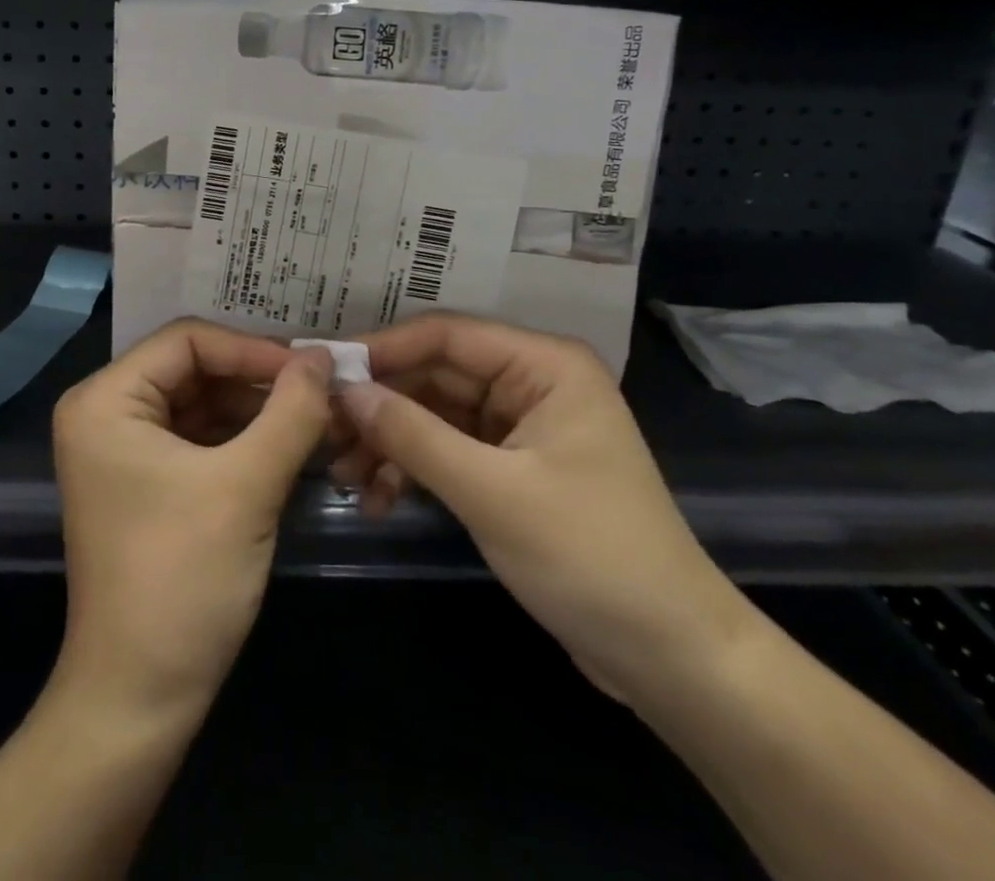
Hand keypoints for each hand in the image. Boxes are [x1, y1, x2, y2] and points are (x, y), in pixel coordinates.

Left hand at [52, 320, 332, 717]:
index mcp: (105, 400)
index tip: (312, 369)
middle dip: (258, 379)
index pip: (187, 340)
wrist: (139, 698)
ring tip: (317, 415)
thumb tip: (323, 356)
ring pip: (202, 402)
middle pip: (194, 368)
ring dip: (257, 408)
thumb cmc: (182, 580)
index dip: (252, 349)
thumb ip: (290, 411)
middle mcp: (106, 412)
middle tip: (322, 390)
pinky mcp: (146, 481)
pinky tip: (290, 443)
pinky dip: (244, 437)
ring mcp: (124, 448)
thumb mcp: (246, 486)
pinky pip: (200, 437)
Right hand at [335, 314, 759, 702]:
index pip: (447, 336)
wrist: (670, 658)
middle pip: (436, 375)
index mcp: (544, 365)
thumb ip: (413, 435)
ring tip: (344, 475)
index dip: (383, 349)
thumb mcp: (490, 492)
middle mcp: (531, 382)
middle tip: (324, 432)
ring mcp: (521, 426)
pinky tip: (379, 497)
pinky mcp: (512, 467)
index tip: (325, 371)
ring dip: (391, 441)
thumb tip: (345, 391)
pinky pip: (448, 449)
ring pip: (436, 414)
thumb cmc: (589, 557)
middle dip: (381, 405)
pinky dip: (414, 468)